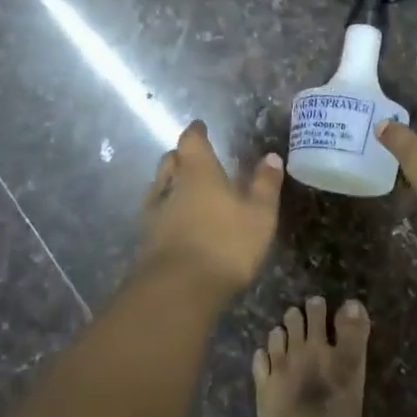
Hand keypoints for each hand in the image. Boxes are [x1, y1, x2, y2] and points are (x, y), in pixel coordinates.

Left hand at [131, 120, 283, 296]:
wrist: (178, 290)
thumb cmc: (225, 243)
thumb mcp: (259, 214)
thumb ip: (265, 184)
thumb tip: (271, 157)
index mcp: (198, 171)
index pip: (192, 141)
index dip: (196, 132)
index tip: (200, 126)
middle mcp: (170, 185)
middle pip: (170, 161)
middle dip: (181, 157)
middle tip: (194, 159)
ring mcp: (153, 214)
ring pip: (158, 187)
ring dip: (169, 184)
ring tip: (184, 190)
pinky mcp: (145, 241)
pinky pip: (154, 214)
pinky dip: (165, 211)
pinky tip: (175, 222)